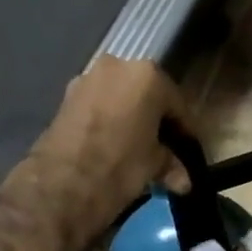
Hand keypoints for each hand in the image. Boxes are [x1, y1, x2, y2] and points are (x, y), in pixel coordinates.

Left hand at [6, 57, 187, 249]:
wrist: (61, 184)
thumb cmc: (120, 166)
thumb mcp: (153, 165)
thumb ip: (170, 164)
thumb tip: (183, 180)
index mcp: (148, 75)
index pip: (178, 105)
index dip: (186, 132)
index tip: (190, 152)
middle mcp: (118, 66)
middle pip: (147, 95)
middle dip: (156, 122)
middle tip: (164, 150)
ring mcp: (87, 79)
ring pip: (120, 99)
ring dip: (130, 120)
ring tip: (137, 150)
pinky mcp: (65, 97)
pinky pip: (98, 107)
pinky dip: (108, 122)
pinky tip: (112, 146)